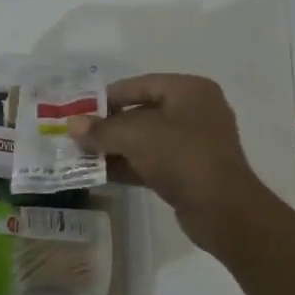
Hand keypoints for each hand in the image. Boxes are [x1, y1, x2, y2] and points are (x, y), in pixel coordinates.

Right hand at [67, 73, 270, 252]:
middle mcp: (194, 111)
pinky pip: (153, 161)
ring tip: (81, 156)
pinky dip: (129, 165)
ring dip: (115, 148)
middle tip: (76, 136)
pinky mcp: (189, 171)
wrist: (222, 209)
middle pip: (142, 112)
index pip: (140, 84)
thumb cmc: (182, 157)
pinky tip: (100, 174)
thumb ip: (102, 129)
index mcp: (189, 90)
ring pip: (146, 140)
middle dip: (108, 126)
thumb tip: (72, 124)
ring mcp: (194, 143)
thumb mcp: (136, 136)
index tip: (78, 110)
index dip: (107, 97)